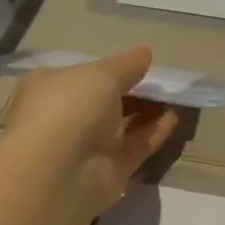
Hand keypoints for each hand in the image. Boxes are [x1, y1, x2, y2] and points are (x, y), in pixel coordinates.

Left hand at [4, 48, 179, 216]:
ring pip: (122, 125)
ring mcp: (87, 146)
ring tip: (173, 98)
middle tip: (161, 82)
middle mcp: (66, 117)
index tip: (139, 64)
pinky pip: (135, 146)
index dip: (110, 69)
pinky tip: (173, 118)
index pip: (82, 75)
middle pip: (105, 101)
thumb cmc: (70, 108)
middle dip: (133, 91)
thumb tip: (145, 52)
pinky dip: (153, 132)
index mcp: (50, 88)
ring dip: (147, 112)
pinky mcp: (109, 170)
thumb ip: (127, 65)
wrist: (59, 172)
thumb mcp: (101, 74)